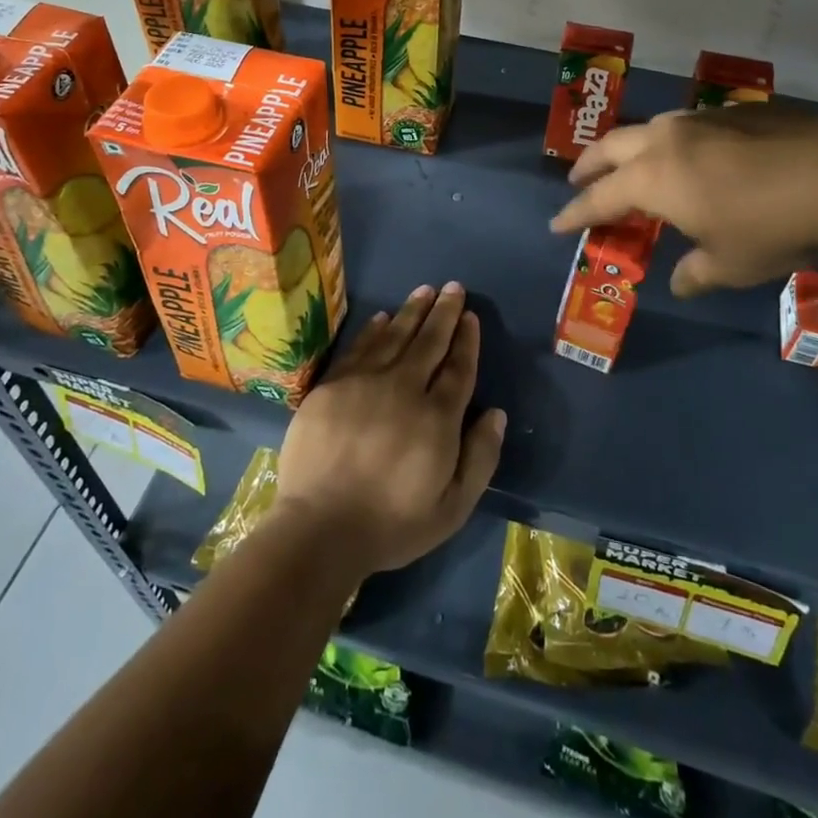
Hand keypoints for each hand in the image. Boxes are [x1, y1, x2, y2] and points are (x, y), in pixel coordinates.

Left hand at [275, 282, 505, 578]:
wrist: (320, 529)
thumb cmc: (392, 524)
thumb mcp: (453, 508)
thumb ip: (480, 457)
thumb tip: (497, 413)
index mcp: (437, 418)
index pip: (458, 368)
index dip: (466, 340)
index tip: (471, 316)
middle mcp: (404, 389)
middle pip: (429, 342)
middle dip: (444, 312)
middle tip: (453, 287)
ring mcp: (364, 383)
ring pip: (394, 336)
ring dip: (412, 311)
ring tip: (425, 290)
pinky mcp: (332, 386)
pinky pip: (358, 348)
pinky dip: (373, 330)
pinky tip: (382, 317)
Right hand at [550, 100, 817, 297]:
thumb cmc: (770, 226)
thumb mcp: (730, 264)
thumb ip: (695, 273)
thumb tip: (679, 283)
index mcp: (652, 179)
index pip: (599, 198)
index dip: (575, 214)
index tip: (557, 225)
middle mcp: (665, 140)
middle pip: (610, 148)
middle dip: (588, 166)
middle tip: (578, 181)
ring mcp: (699, 119)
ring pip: (647, 128)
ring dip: (629, 148)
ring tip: (632, 164)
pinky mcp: (733, 110)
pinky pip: (686, 124)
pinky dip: (671, 141)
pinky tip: (693, 154)